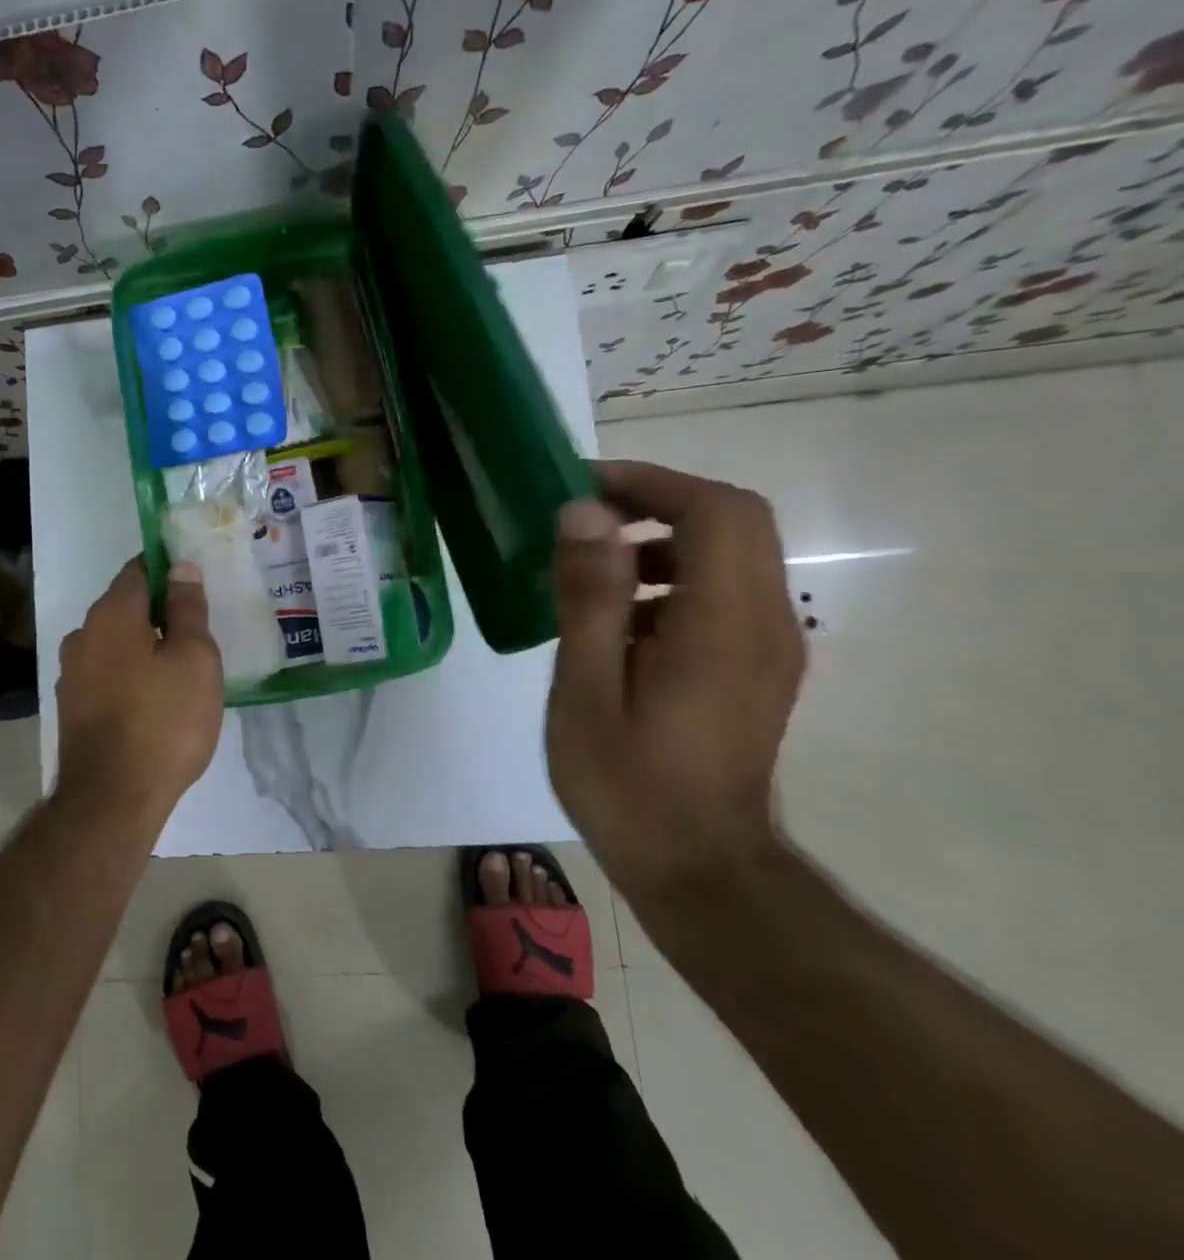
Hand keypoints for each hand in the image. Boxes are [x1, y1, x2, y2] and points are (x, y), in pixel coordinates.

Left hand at [55, 558, 222, 817]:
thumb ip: (187, 609)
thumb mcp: (194, 659)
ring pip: (116, 642)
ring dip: (144, 645)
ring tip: (181, 668)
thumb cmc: (164, 721)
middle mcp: (83, 634)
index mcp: (112, 614)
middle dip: (159, 611)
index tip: (196, 585)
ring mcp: (72, 672)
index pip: (139, 569)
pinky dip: (130, 673)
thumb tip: (181, 568)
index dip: (169, 569)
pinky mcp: (73, 705)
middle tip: (198, 631)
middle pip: (126, 605)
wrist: (112, 799)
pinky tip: (154, 698)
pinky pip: (107, 672)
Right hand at [546, 460, 804, 905]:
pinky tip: (617, 621)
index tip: (584, 487)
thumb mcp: (587, 690)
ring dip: (662, 540)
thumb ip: (589, 596)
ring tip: (589, 568)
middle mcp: (765, 622)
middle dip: (658, 501)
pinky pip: (723, 592)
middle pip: (733, 520)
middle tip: (585, 517)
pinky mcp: (757, 667)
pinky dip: (671, 578)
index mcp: (724, 624)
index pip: (715, 510)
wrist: (700, 870)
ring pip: (730, 554)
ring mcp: (769, 646)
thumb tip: (584, 513)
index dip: (651, 482)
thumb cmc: (630, 784)